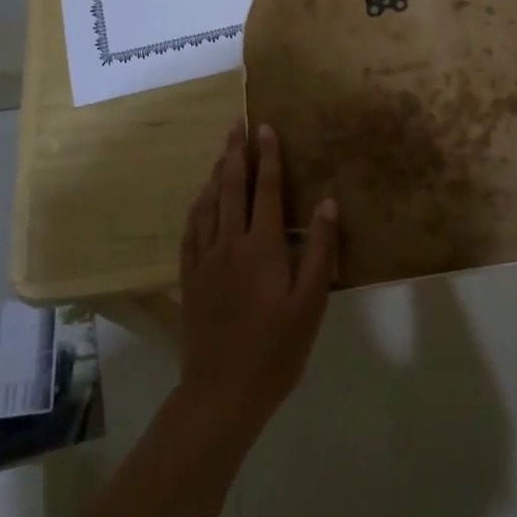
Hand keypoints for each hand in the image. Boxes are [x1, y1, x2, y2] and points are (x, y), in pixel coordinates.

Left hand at [177, 122, 337, 442]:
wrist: (221, 392)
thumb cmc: (276, 350)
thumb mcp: (310, 304)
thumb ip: (319, 251)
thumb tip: (326, 203)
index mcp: (262, 248)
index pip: (266, 190)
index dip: (267, 157)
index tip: (265, 127)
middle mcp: (229, 244)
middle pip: (230, 187)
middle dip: (235, 153)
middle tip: (237, 123)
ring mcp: (204, 260)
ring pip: (208, 204)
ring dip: (215, 173)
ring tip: (221, 151)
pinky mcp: (190, 277)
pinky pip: (191, 230)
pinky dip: (197, 206)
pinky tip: (200, 200)